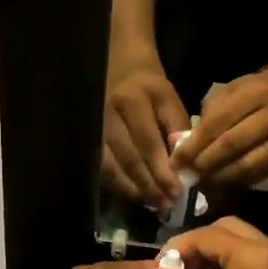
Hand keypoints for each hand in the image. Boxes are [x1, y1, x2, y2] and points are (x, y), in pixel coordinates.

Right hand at [102, 55, 189, 206]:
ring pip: (110, 166)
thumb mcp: (169, 98)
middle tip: (166, 204)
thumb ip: (177, 127)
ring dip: (132, 189)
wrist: (119, 64)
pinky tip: (133, 194)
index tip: (177, 191)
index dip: (162, 169)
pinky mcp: (87, 136)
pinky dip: (117, 184)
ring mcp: (93, 126)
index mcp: (133, 99)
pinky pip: (100, 166)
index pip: (147, 141)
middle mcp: (108, 113)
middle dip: (149, 185)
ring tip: (152, 203)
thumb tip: (180, 164)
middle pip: (128, 157)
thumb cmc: (149, 85)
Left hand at [174, 68, 267, 188]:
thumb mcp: (229, 93)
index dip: (195, 144)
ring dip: (218, 177)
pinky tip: (217, 183)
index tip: (176, 159)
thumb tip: (182, 146)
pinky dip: (233, 182)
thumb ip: (208, 116)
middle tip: (185, 173)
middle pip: (233, 144)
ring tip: (198, 181)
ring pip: (246, 165)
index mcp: (256, 94)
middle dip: (204, 162)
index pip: (219, 122)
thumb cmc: (253, 92)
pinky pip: (255, 176)